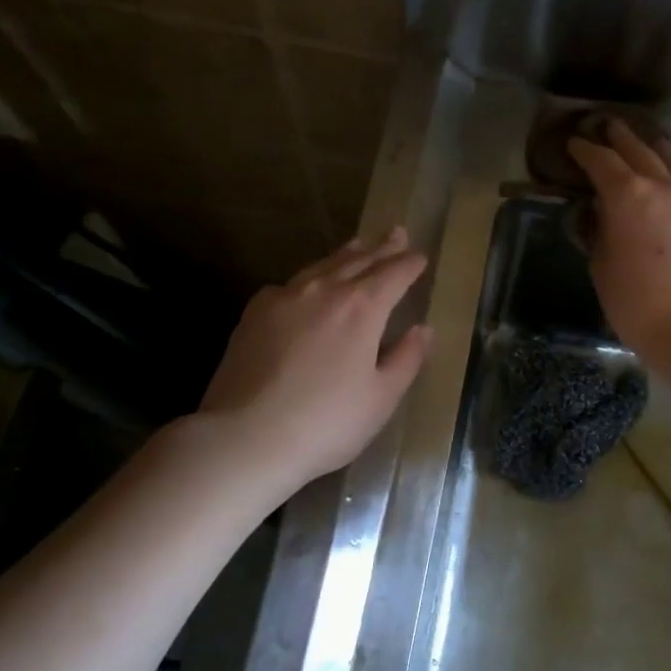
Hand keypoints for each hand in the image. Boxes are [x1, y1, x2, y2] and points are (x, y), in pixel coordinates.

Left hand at [197, 227, 432, 487]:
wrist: (246, 437)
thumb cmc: (327, 423)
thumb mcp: (381, 398)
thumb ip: (406, 359)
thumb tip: (423, 330)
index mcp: (362, 308)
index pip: (393, 275)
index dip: (410, 264)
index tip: (420, 256)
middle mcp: (324, 291)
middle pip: (359, 260)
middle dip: (381, 247)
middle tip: (396, 233)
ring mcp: (284, 298)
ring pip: (322, 266)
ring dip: (346, 254)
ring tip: (358, 245)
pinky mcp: (254, 314)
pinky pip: (290, 285)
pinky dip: (310, 278)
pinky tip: (308, 286)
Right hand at [567, 119, 670, 363]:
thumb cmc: (637, 305)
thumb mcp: (602, 269)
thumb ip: (600, 234)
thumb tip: (601, 215)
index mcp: (628, 196)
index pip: (601, 161)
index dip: (585, 150)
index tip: (575, 144)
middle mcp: (664, 187)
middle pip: (639, 150)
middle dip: (620, 137)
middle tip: (607, 127)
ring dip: (654, 149)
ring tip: (646, 141)